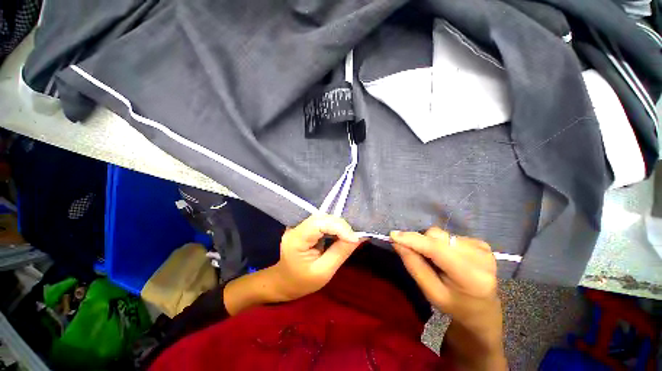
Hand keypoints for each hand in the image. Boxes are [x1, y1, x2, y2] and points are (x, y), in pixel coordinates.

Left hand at [271, 214, 362, 300]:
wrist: (285, 282)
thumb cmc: (302, 282)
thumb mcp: (324, 272)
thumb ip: (341, 252)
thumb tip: (359, 236)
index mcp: (296, 239)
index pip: (319, 224)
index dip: (339, 227)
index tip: (355, 238)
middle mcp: (295, 226)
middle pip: (322, 217)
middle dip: (341, 225)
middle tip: (354, 236)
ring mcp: (299, 224)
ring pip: (323, 216)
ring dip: (338, 224)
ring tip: (350, 234)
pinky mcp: (304, 225)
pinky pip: (322, 220)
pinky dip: (334, 225)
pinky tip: (340, 232)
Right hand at [391, 228, 506, 369]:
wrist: (482, 309)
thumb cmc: (454, 305)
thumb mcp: (431, 292)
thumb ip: (414, 265)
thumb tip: (397, 242)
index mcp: (471, 277)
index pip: (437, 250)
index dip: (414, 240)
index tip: (393, 235)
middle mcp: (481, 258)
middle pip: (438, 237)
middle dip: (420, 241)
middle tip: (414, 253)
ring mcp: (484, 249)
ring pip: (442, 234)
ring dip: (430, 242)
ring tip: (434, 259)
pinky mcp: (482, 243)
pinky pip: (450, 235)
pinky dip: (441, 243)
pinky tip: (447, 256)